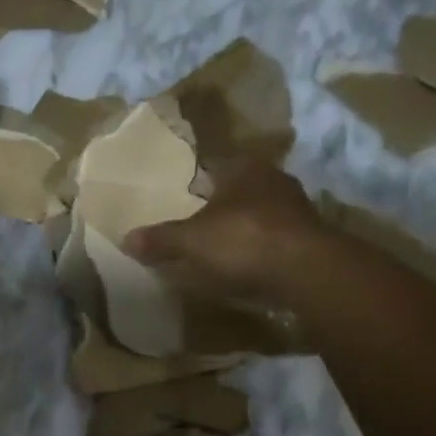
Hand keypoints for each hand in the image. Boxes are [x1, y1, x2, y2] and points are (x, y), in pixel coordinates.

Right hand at [123, 160, 332, 304]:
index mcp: (244, 168)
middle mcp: (274, 179)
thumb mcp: (190, 241)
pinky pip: (275, 239)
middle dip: (221, 205)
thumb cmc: (242, 240)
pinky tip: (247, 265)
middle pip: (239, 190)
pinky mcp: (310, 238)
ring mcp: (296, 209)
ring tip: (221, 247)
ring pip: (260, 214)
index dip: (197, 180)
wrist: (305, 270)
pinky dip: (261, 248)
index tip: (182, 196)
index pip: (215, 166)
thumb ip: (160, 239)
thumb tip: (125, 239)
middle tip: (197, 223)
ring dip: (243, 227)